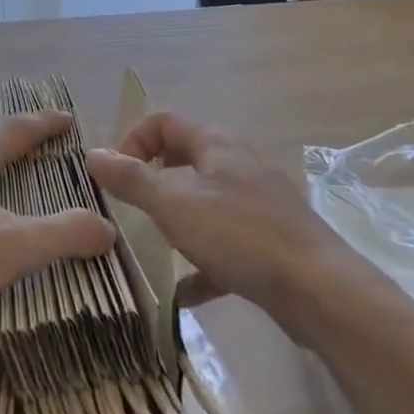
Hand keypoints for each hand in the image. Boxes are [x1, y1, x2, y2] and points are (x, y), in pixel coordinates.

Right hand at [87, 111, 350, 325]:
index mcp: (216, 145)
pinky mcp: (272, 242)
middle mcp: (238, 165)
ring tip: (154, 244)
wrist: (321, 291)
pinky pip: (226, 244)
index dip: (132, 141)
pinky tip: (185, 292)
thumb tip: (92, 153)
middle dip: (152, 179)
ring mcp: (259, 204)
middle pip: (184, 158)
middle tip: (130, 208)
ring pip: (205, 201)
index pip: (163, 122)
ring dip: (177, 219)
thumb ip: (130, 178)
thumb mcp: (173, 203)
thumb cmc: (239, 234)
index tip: (114, 177)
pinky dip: (203, 262)